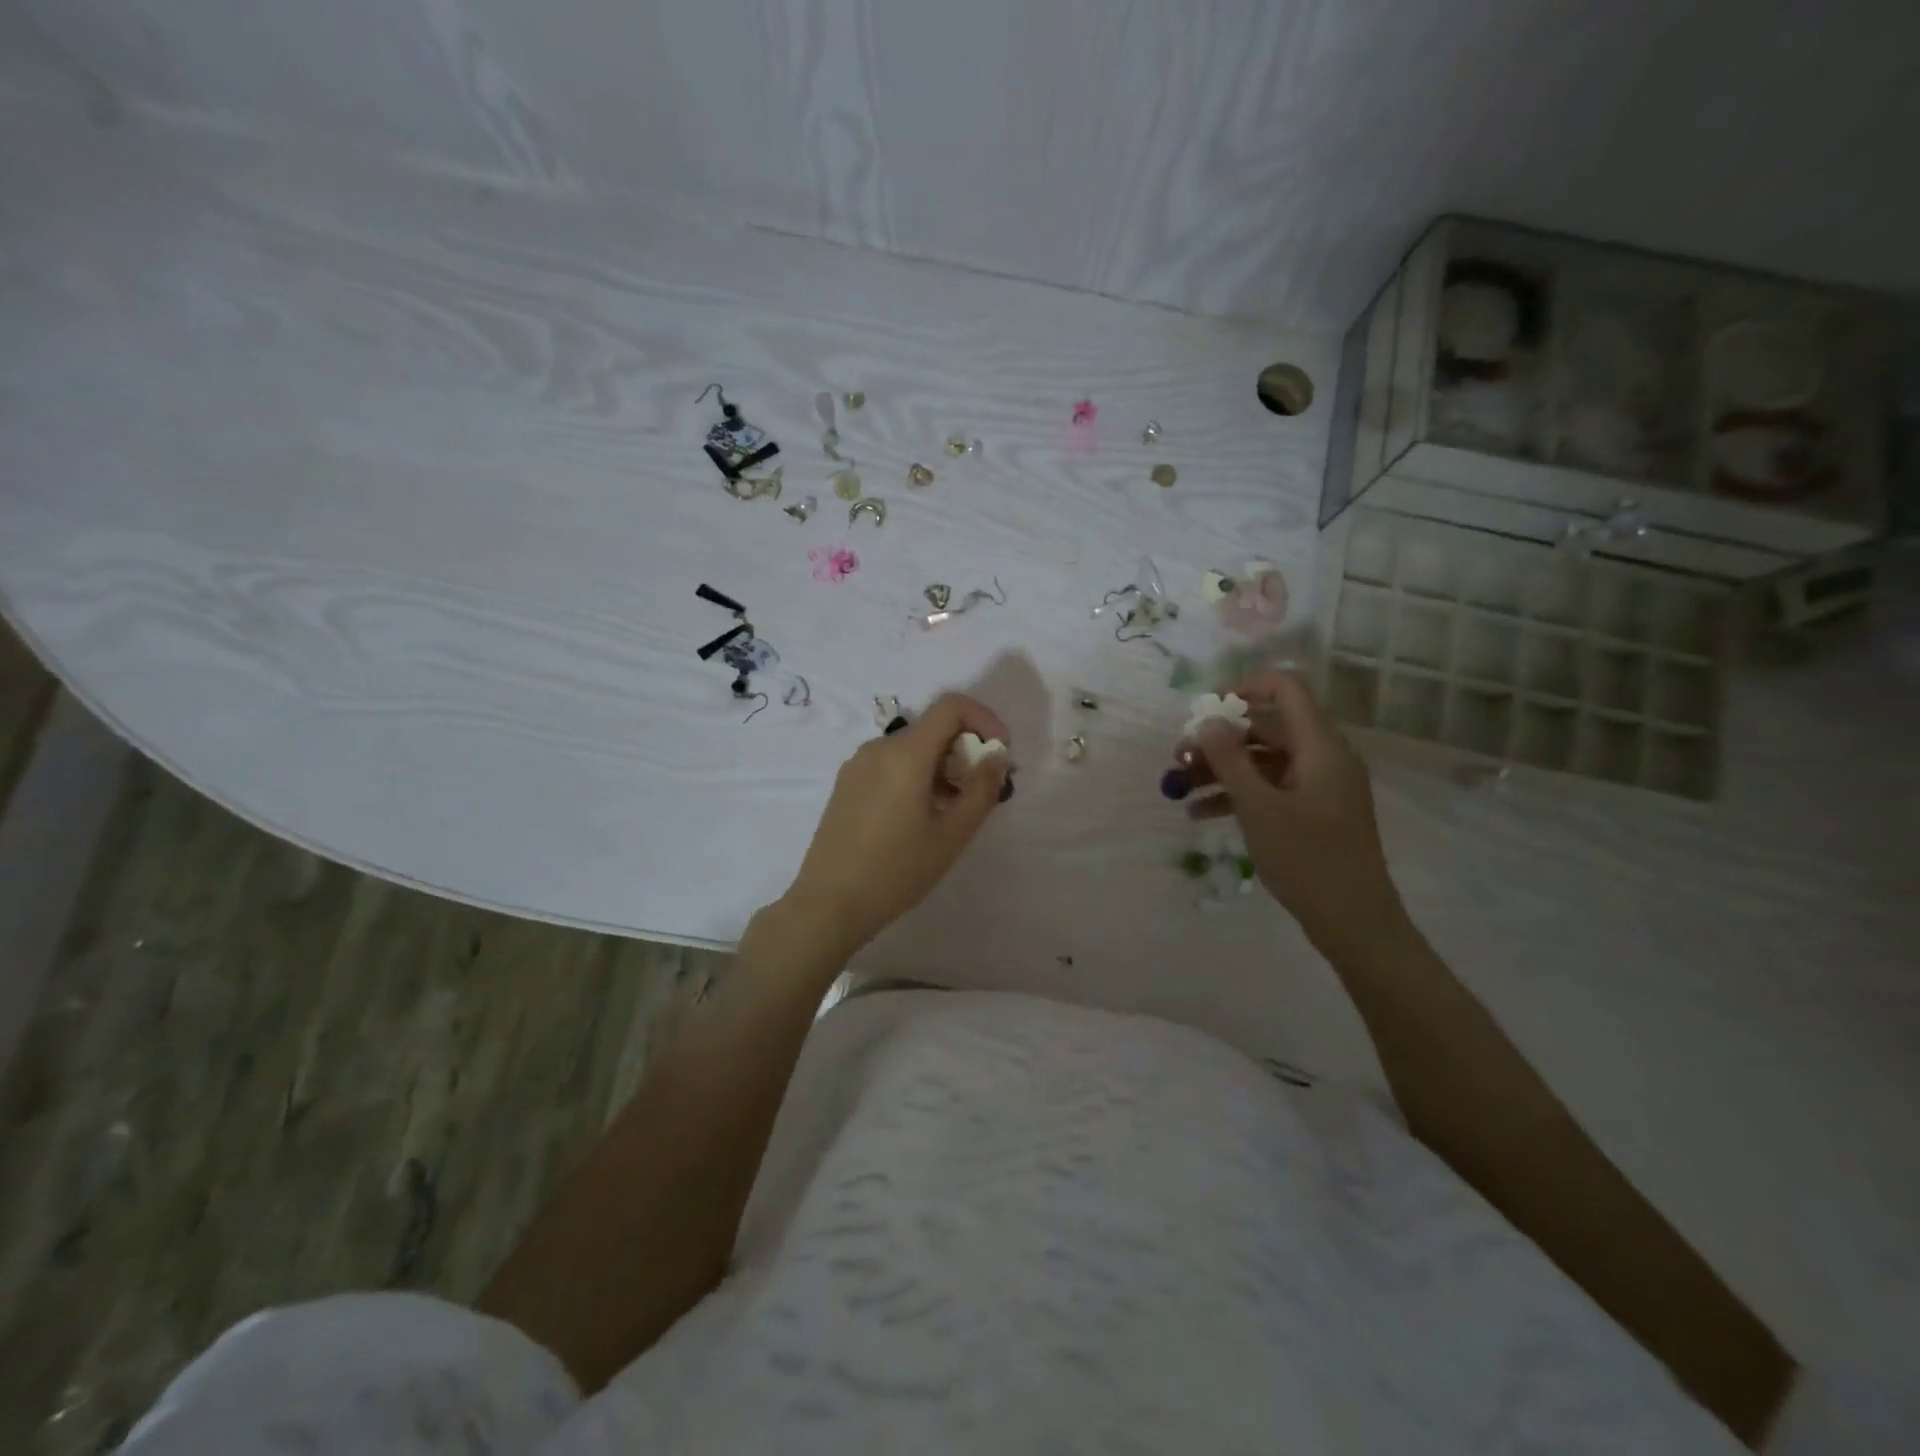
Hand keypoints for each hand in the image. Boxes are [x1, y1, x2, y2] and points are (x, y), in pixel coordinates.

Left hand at [781, 693, 1011, 956]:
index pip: (951, 706)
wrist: (829, 904)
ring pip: (912, 748)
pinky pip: (891, 764)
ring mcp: (858, 765)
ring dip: (943, 764)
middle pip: (932, 727)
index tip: (1000, 752)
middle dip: (966, 747)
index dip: (984, 718)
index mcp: (905, 753)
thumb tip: (997, 755)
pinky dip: (917, 774)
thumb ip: (982, 788)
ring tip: (957, 808)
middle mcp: (878, 747)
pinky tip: (923, 815)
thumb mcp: (952, 834)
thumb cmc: (897, 870)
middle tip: (985, 788)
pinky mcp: (847, 784)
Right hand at [1185, 670, 1409, 957]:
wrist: (1355, 922)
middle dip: (1220, 739)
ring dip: (1222, 769)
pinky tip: (1201, 814)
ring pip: (1264, 761)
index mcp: (1320, 746)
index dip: (1244, 686)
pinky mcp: (1314, 812)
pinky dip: (1239, 794)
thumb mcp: (1258, 808)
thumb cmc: (1307, 859)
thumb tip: (1207, 720)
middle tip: (1179, 757)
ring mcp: (1319, 786)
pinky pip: (1271, 788)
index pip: (1286, 688)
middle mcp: (1323, 758)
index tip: (1204, 706)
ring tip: (1180, 787)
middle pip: (1267, 728)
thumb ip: (1229, 759)